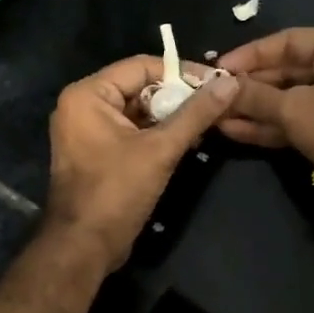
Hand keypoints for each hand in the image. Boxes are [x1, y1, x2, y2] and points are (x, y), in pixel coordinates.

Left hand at [44, 55, 238, 268]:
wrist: (84, 246)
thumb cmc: (117, 191)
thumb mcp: (161, 149)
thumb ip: (195, 114)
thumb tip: (230, 84)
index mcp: (88, 94)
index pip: (141, 66)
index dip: (181, 72)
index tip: (216, 82)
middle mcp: (83, 105)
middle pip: (139, 86)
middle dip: (177, 96)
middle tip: (215, 104)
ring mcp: (88, 130)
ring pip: (138, 110)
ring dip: (171, 117)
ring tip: (207, 124)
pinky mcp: (97, 152)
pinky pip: (131, 130)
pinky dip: (157, 134)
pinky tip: (187, 142)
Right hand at [216, 28, 313, 166]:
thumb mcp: (294, 108)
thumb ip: (254, 96)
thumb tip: (219, 88)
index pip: (289, 41)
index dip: (251, 54)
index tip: (219, 67)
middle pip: (286, 71)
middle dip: (248, 85)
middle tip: (213, 93)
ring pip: (287, 100)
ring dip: (252, 108)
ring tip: (215, 114)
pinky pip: (294, 121)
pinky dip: (266, 126)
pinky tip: (232, 130)